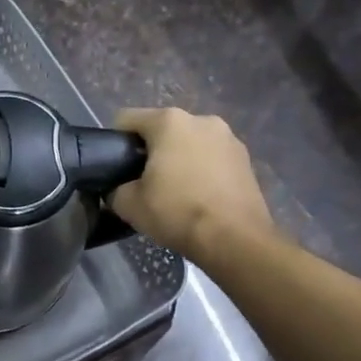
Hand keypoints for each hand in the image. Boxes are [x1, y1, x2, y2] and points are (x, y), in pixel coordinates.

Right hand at [109, 107, 274, 263]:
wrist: (236, 241)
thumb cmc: (177, 212)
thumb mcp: (128, 204)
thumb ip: (114, 188)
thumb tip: (119, 188)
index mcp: (169, 121)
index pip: (125, 120)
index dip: (114, 143)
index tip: (116, 170)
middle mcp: (201, 119)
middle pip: (161, 130)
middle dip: (150, 151)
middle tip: (144, 183)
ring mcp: (229, 138)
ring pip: (189, 143)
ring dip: (178, 159)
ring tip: (175, 192)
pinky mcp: (246, 159)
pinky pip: (211, 158)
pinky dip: (202, 170)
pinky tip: (200, 196)